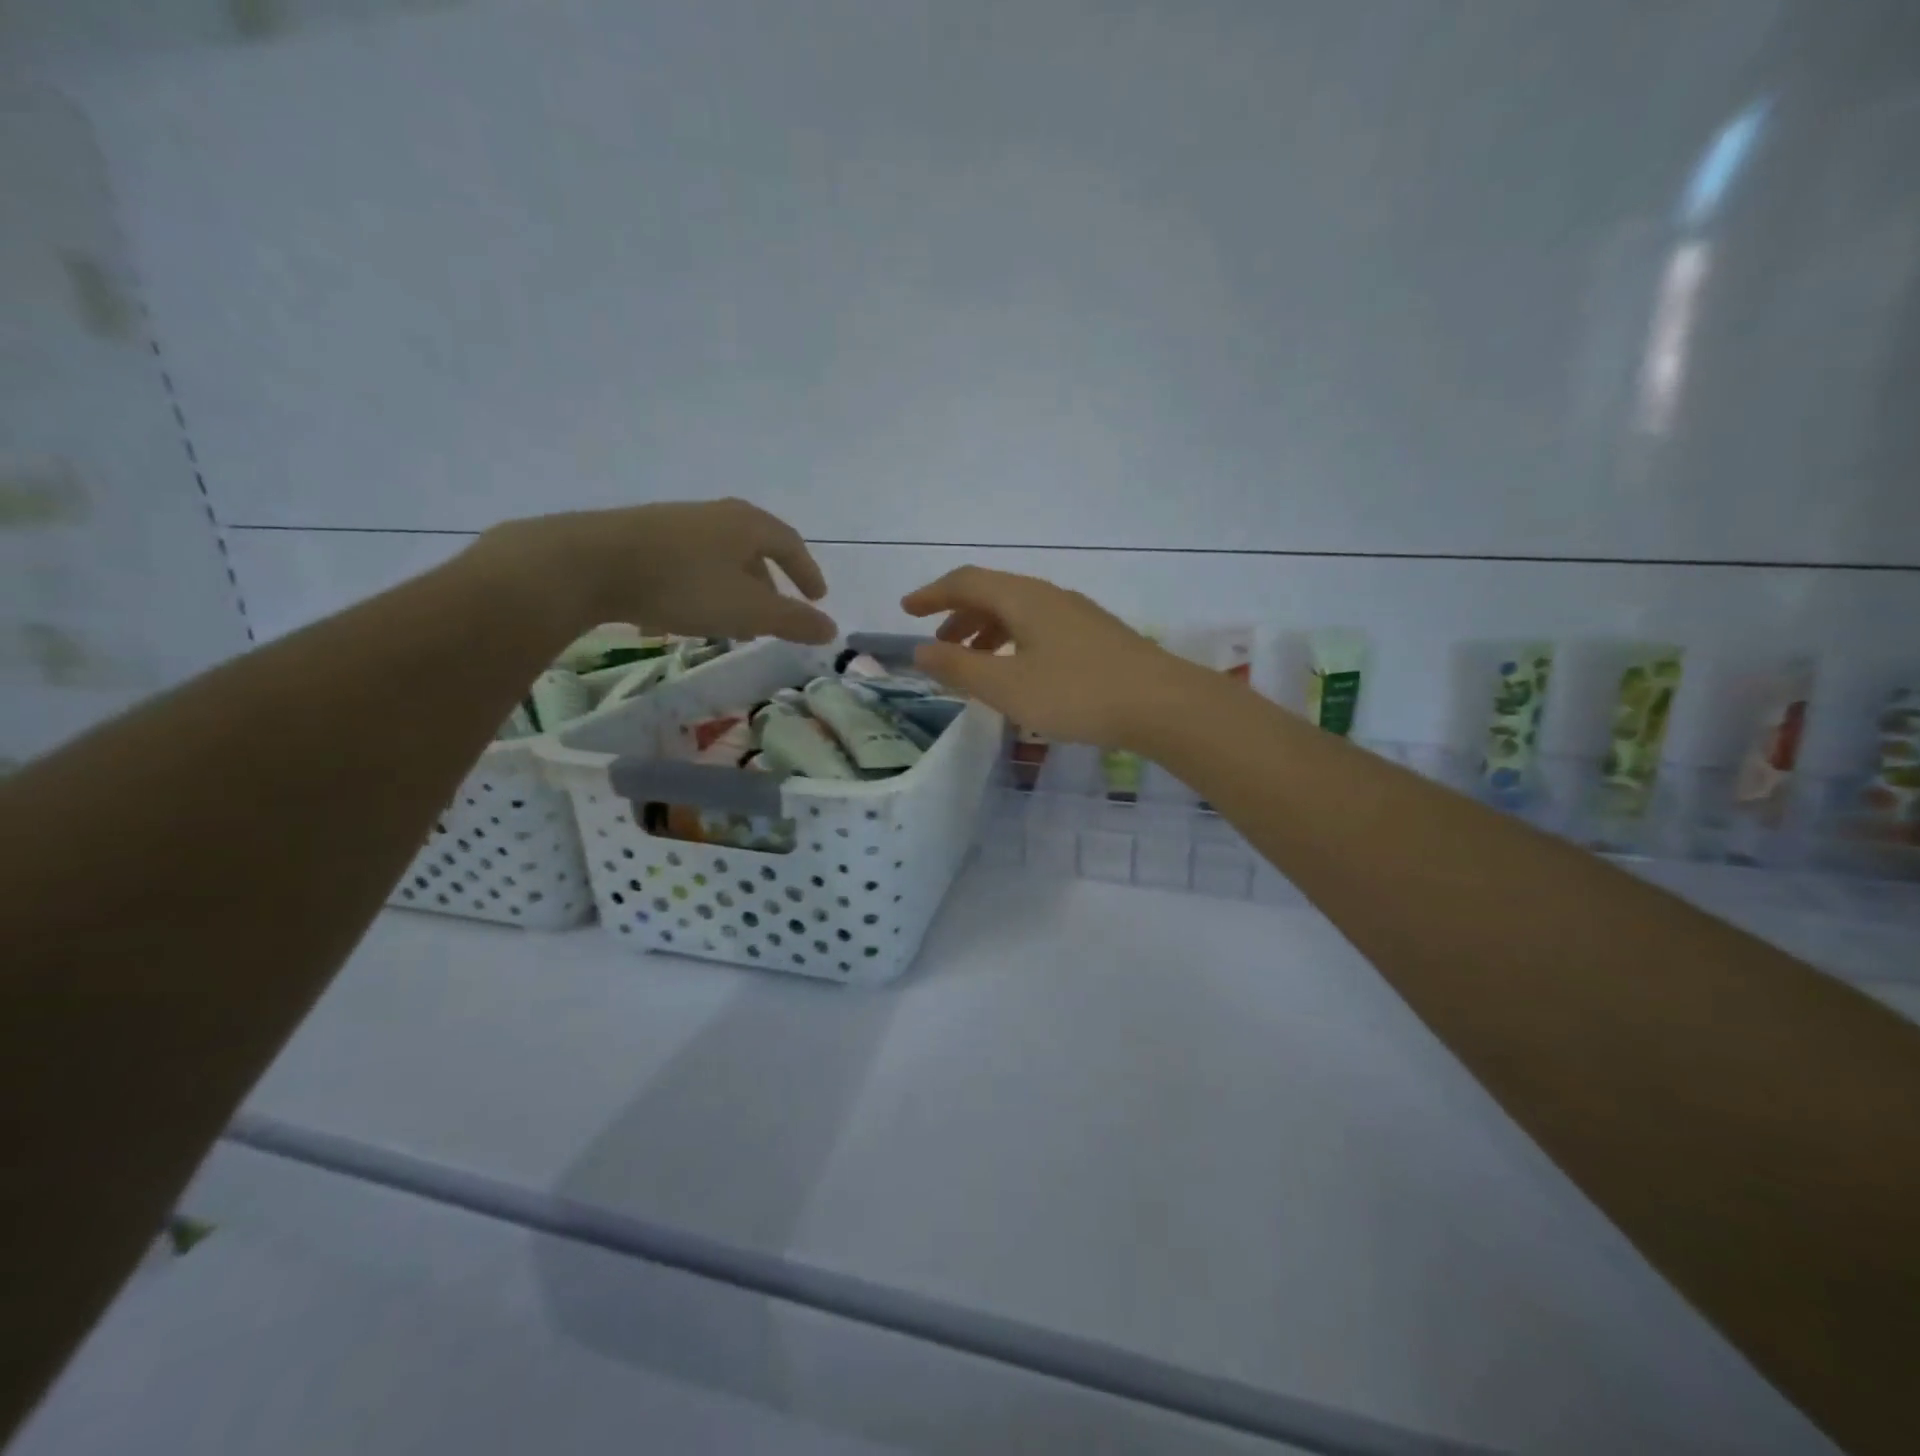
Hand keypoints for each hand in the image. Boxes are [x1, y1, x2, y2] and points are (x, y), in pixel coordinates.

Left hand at [473, 499, 835, 643]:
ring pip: (720, 558)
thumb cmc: (684, 584)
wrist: (590, 564)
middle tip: (774, 615)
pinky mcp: (643, 536)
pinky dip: (702, 587)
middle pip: (754, 549)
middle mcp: (716, 515)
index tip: (817, 598)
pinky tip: (687, 614)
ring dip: (734, 588)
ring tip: (732, 621)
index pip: (791, 545)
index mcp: (748, 525)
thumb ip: (793, 621)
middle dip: (769, 584)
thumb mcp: (748, 610)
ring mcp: (677, 522)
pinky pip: (689, 563)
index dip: (807, 573)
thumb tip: (832, 630)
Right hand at [901, 567, 1194, 745]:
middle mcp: (1049, 596)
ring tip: (973, 663)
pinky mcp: (1096, 636)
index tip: (906, 610)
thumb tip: (920, 650)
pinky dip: (1013, 642)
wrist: (1162, 704)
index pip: (966, 582)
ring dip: (987, 631)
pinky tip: (1020, 672)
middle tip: (938, 644)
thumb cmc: (1077, 693)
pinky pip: (1039, 628)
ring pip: (1018, 612)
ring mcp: (1077, 615)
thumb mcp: (1007, 686)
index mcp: (1023, 598)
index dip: (932, 594)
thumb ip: (959, 667)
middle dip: (958, 615)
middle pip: (993, 593)